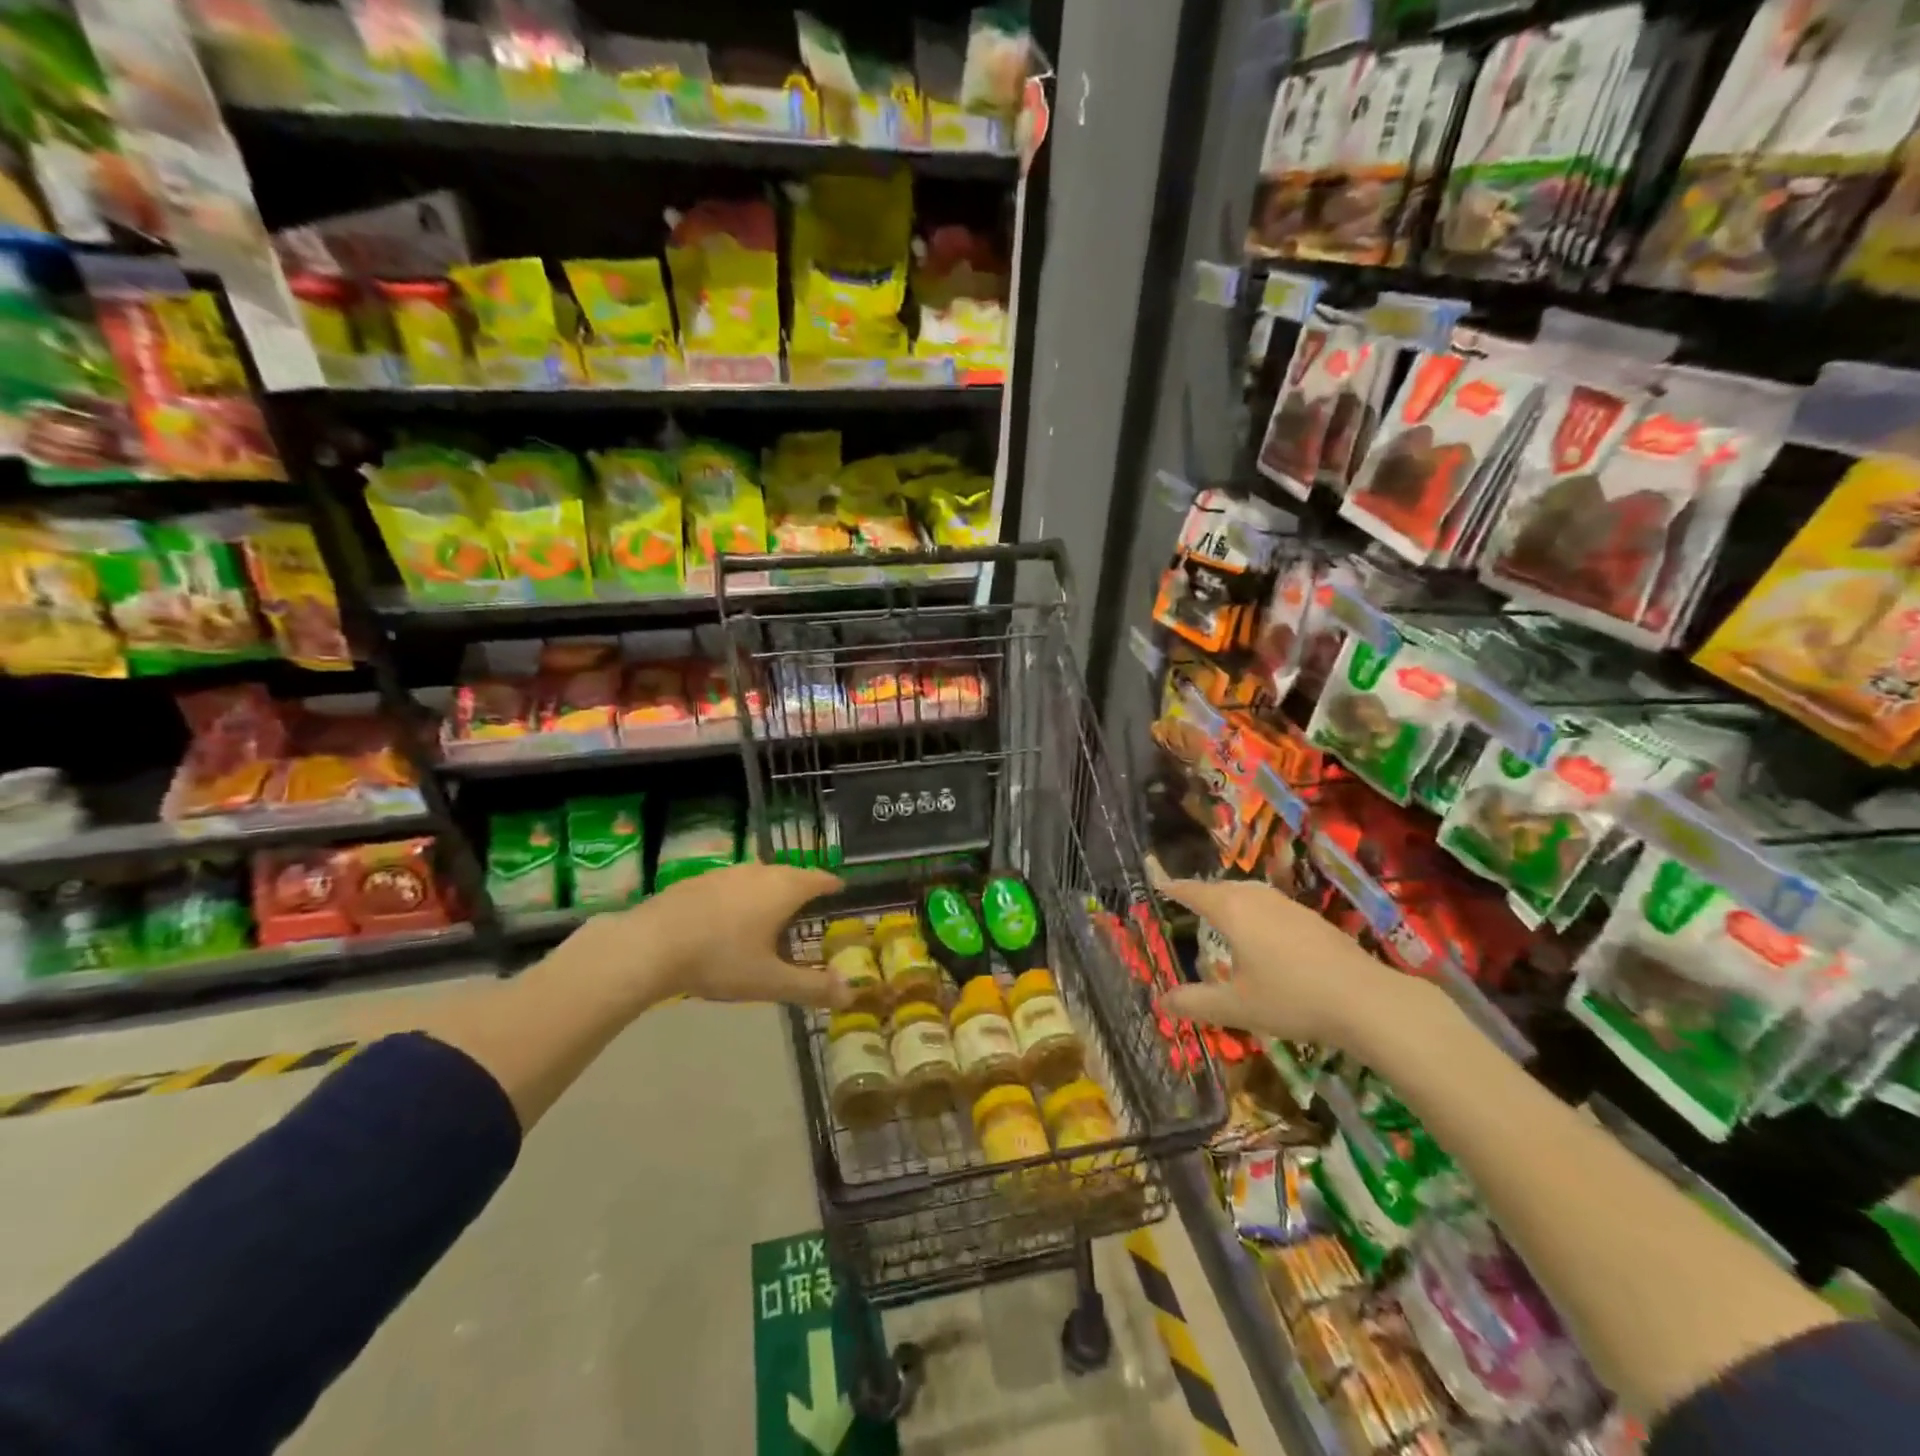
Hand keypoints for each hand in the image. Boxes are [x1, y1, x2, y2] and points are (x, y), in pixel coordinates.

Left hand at [561, 864, 847, 1012]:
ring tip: (771, 912)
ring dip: (770, 889)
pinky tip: (728, 918)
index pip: (819, 879)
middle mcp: (759, 872)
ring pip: (759, 876)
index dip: (832, 886)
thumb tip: (850, 994)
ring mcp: (726, 872)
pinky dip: (741, 895)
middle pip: (790, 874)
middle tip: (809, 908)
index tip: (840, 893)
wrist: (649, 946)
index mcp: (784, 889)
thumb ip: (812, 987)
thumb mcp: (769, 981)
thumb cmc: (720, 960)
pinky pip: (732, 883)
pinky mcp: (698, 880)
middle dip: (803, 888)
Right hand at [1151, 865, 1418, 1050]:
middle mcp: (1257, 898)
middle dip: (1203, 893)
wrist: (1365, 1000)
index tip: (1158, 884)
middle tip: (1187, 902)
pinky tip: (1264, 934)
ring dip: (1231, 898)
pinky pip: (1271, 904)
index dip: (1174, 888)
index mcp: (1232, 911)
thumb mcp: (1236, 1007)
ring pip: (1250, 892)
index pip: (1194, 892)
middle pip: (1222, 887)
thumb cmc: (1291, 998)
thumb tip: (1160, 1002)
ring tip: (1223, 915)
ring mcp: (1288, 906)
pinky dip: (1255, 910)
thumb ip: (1196, 1002)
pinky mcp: (1313, 919)